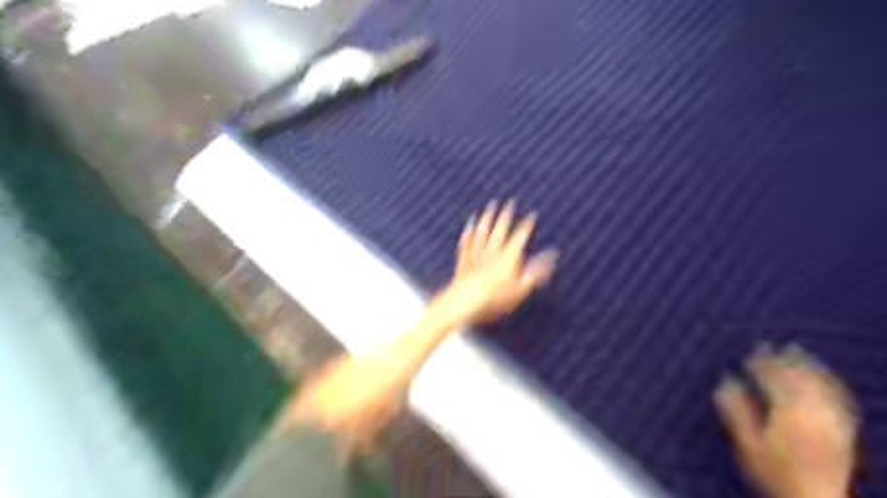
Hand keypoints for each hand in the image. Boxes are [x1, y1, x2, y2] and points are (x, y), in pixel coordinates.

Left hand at [441, 200, 551, 321]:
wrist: (466, 301)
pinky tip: (469, 224)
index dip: (527, 225)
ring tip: (490, 206)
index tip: (532, 214)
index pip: (520, 236)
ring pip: (482, 231)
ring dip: (487, 217)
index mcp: (508, 256)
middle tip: (510, 202)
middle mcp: (492, 250)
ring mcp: (476, 253)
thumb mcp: (522, 288)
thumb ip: (538, 271)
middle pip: (500, 229)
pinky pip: (467, 241)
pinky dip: (469, 231)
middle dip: (506, 215)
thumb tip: (553, 256)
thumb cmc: (496, 298)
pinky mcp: (463, 260)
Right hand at [712, 344, 859, 496]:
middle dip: (784, 360)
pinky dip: (832, 384)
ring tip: (797, 351)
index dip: (762, 364)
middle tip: (771, 345)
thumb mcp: (747, 444)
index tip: (750, 352)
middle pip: (798, 379)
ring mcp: (831, 422)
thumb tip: (725, 382)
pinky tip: (825, 377)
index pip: (773, 380)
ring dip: (807, 367)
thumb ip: (736, 411)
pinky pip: (841, 401)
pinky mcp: (843, 432)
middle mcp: (812, 414)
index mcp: (786, 414)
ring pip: (821, 387)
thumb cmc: (774, 472)